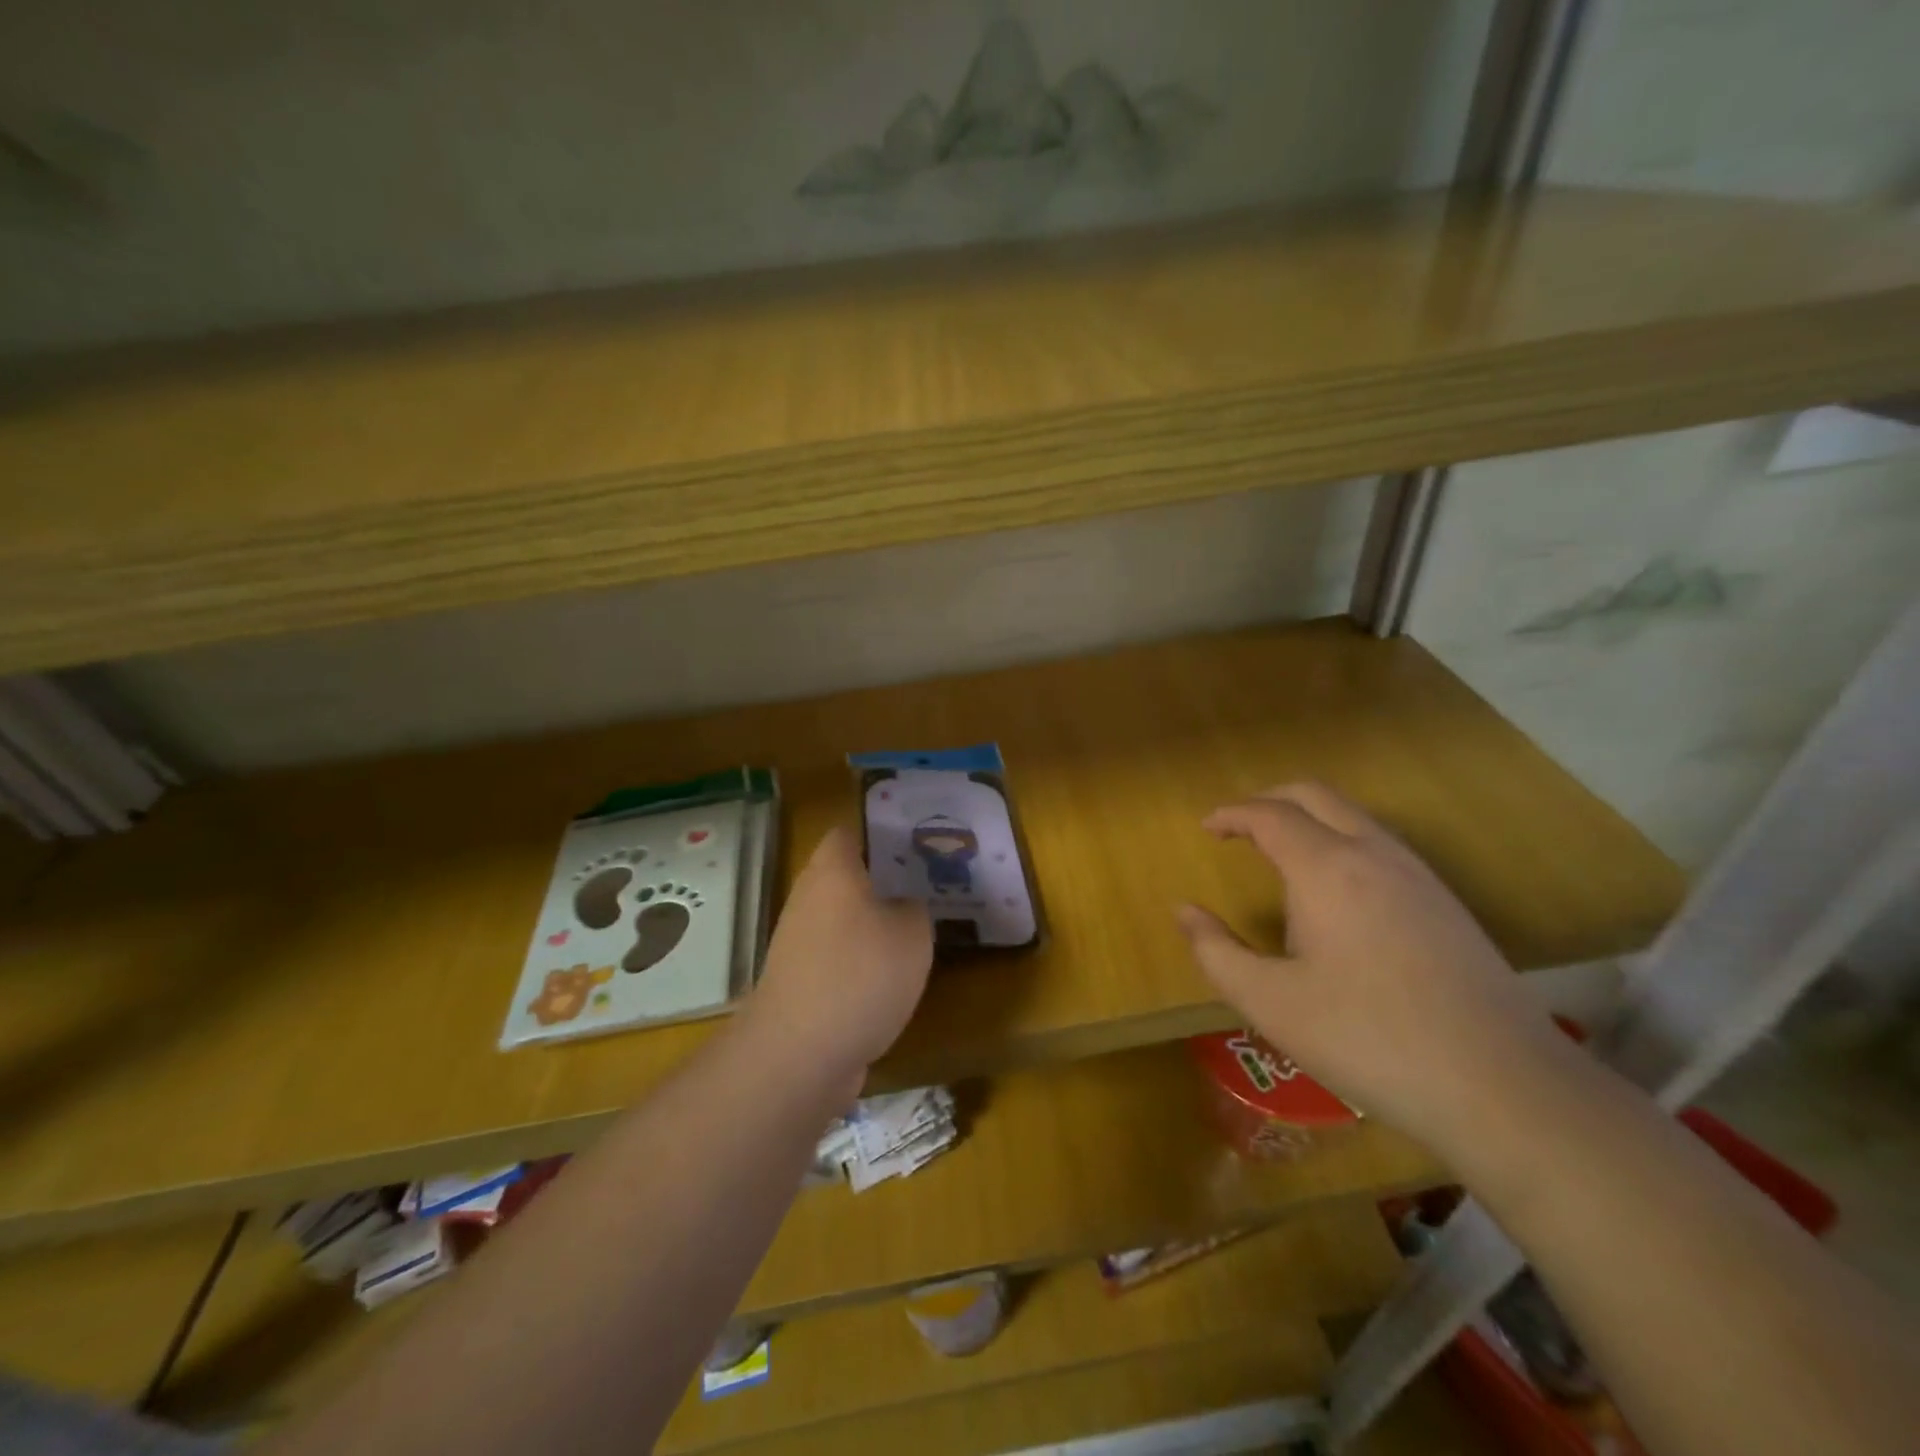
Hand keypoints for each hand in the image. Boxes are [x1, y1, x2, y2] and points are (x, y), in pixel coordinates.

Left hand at [746, 826, 933, 1087]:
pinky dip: (861, 959)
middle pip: (847, 874)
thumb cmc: (860, 975)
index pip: (851, 831)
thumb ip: (915, 908)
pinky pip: (837, 954)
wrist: (799, 1055)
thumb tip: (904, 906)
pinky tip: (892, 975)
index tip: (917, 842)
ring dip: (874, 922)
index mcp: (832, 870)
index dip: (883, 831)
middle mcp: (809, 896)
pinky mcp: (799, 979)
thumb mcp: (913, 933)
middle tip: (926, 884)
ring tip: (917, 929)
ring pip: (843, 916)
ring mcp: (799, 940)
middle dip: (884, 878)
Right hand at [1177, 783, 1569, 1156]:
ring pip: (1355, 816)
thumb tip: (1184, 912)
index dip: (1231, 814)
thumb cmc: (1369, 1039)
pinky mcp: (1446, 903)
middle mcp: (1374, 854)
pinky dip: (1342, 840)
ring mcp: (1418, 875)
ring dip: (1309, 819)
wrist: (1503, 1086)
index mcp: (1327, 869)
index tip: (1206, 828)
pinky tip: (1336, 892)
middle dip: (1269, 800)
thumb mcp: (1271, 1003)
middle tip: (1238, 827)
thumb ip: (1216, 952)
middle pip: (1315, 796)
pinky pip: (1381, 844)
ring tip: (1281, 854)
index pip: (1269, 815)